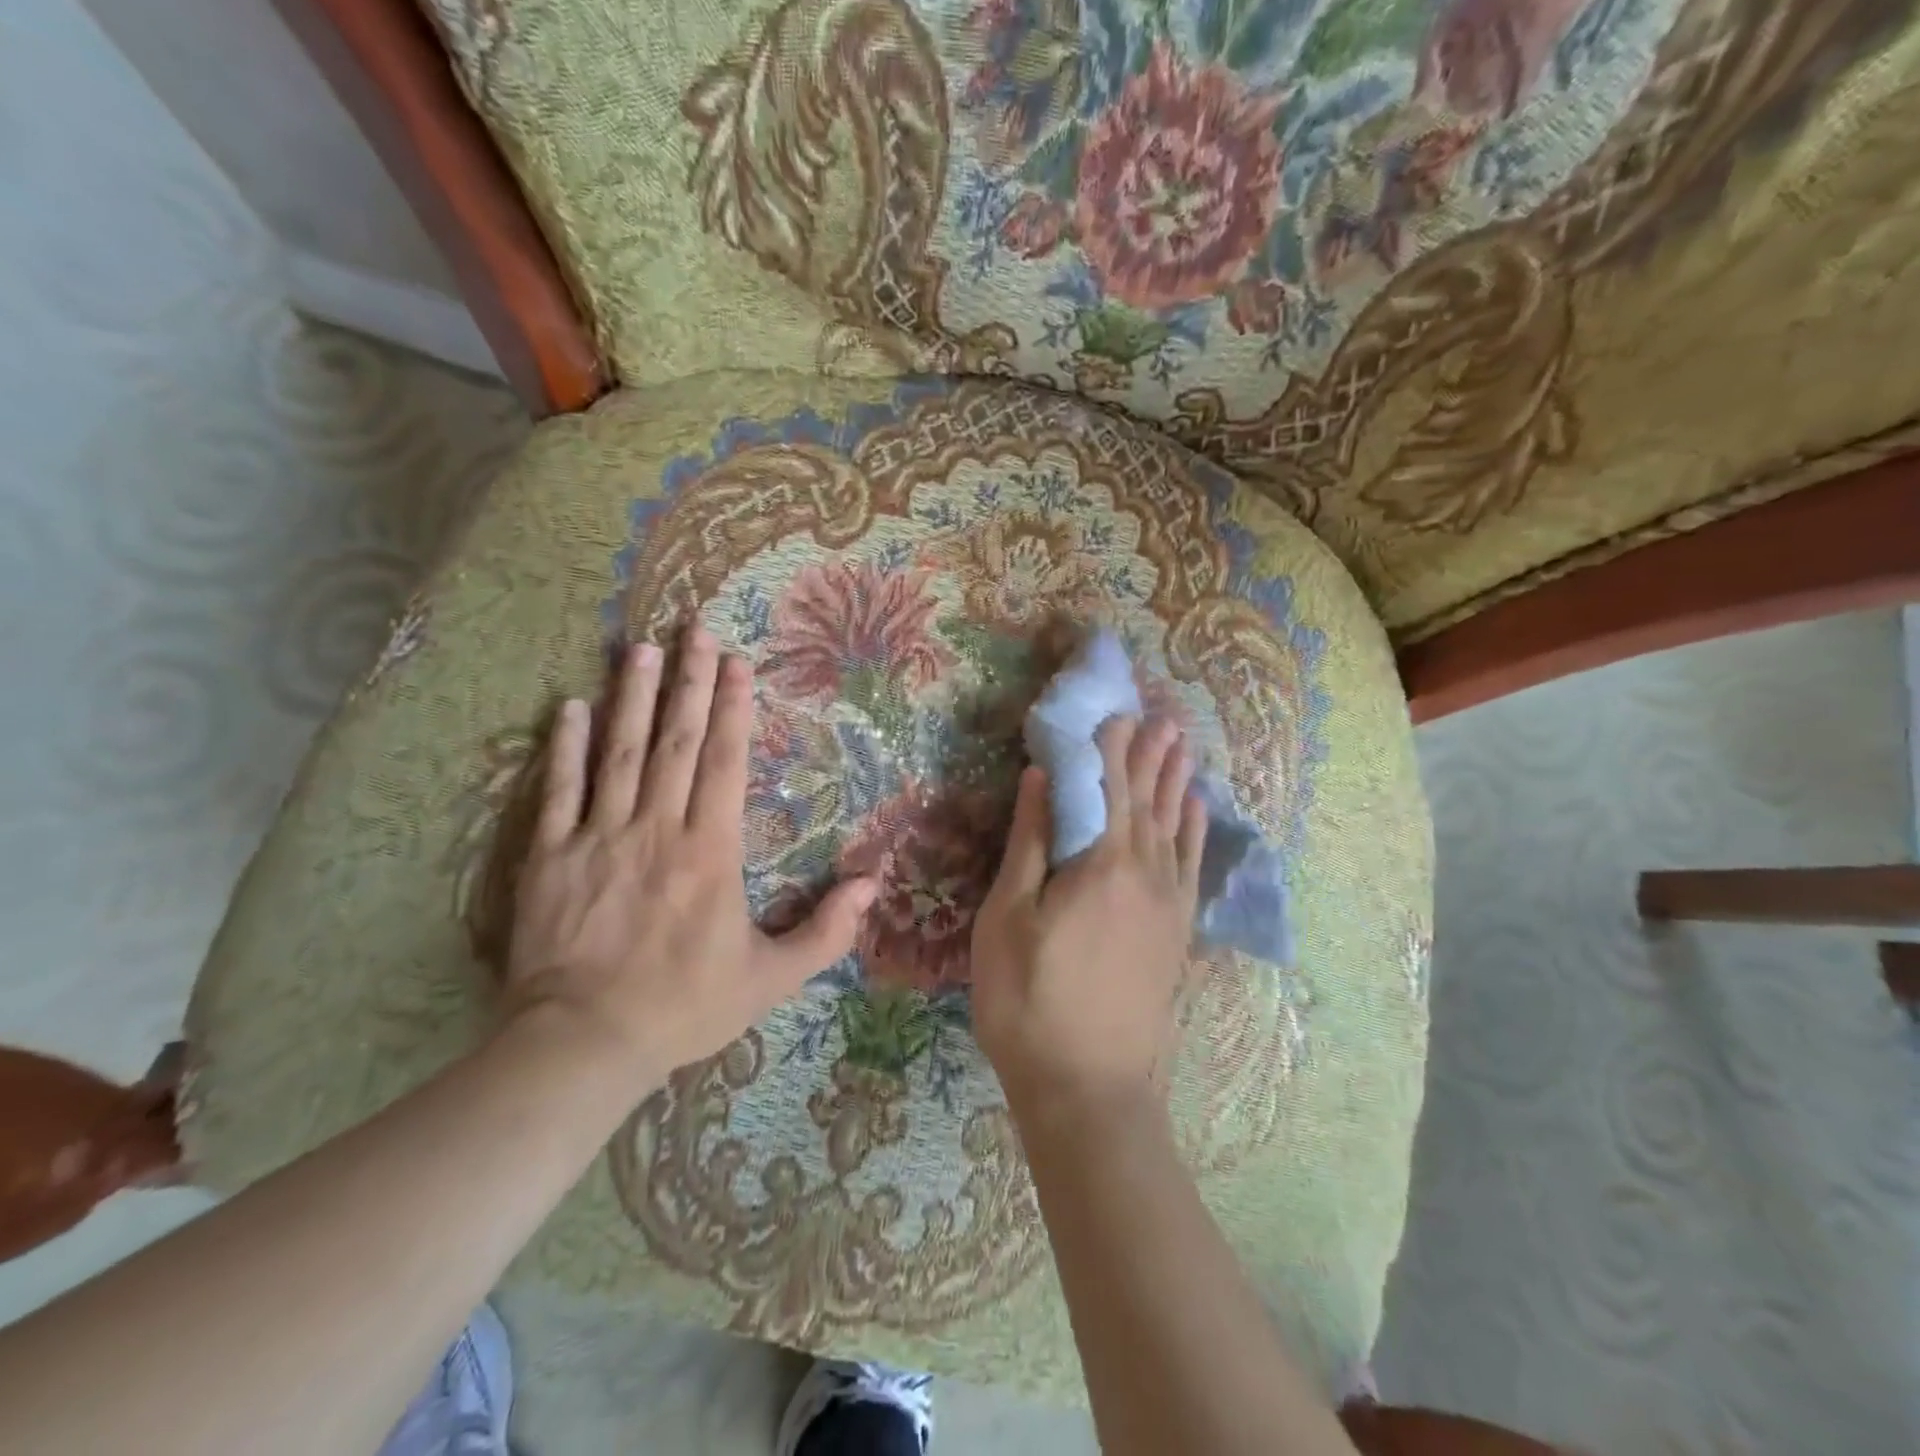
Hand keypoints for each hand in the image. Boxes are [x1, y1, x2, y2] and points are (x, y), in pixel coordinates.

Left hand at [503, 628, 876, 1084]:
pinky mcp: (551, 856)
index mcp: (711, 850)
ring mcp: (600, 837)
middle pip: (677, 741)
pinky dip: (565, 747)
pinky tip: (571, 707)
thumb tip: (872, 883)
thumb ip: (827, 931)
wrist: (583, 1044)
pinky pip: (559, 791)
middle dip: (690, 682)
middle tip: (696, 630)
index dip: (734, 709)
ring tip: (641, 648)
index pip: (725, 763)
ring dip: (633, 696)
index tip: (738, 663)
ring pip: (620, 752)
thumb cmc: (685, 1006)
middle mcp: (658, 827)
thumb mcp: (771, 978)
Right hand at [970, 716, 1205, 1122]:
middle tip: (1158, 713)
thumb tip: (1039, 777)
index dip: (1108, 745)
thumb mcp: (1008, 918)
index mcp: (1103, 861)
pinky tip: (1197, 809)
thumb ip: (1030, 842)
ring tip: (1181, 743)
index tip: (1112, 708)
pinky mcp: (1178, 931)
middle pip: (1148, 797)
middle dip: (1149, 752)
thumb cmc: (1029, 1001)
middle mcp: (1147, 871)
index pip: (1108, 785)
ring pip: (1176, 824)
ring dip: (1176, 780)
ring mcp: (1169, 902)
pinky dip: (1196, 828)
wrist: (1091, 1089)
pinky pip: (1193, 863)